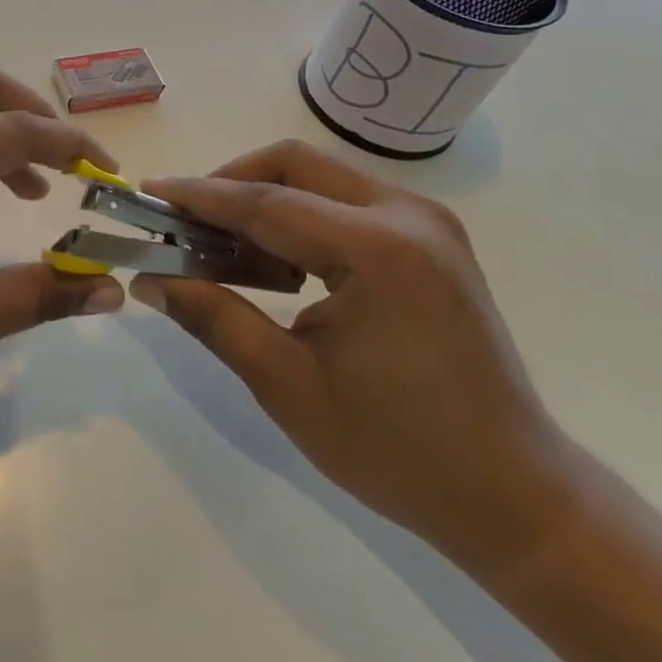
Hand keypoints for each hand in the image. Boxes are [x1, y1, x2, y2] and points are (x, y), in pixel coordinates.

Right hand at [136, 142, 585, 578]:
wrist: (516, 496)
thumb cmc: (398, 451)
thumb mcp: (288, 386)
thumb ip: (213, 318)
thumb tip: (147, 278)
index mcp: (379, 251)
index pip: (265, 201)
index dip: (197, 196)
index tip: (146, 191)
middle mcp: (408, 216)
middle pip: (294, 164)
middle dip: (229, 184)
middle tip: (183, 222)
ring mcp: (425, 223)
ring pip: (318, 178)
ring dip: (261, 201)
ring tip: (217, 249)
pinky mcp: (428, 241)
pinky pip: (344, 204)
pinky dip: (297, 219)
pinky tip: (271, 265)